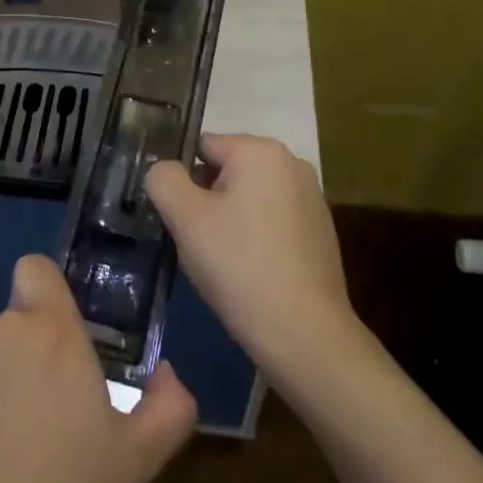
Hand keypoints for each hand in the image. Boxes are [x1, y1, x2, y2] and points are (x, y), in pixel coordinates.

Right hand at [145, 134, 356, 378]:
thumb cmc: (239, 266)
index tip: (178, 219)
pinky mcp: (319, 231)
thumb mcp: (185, 218)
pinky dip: (255, 237)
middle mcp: (291, 163)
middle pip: (225, 171)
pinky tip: (250, 272)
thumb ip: (163, 179)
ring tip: (222, 261)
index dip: (182, 181)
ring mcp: (311, 197)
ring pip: (247, 198)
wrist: (304, 334)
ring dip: (228, 220)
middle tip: (197, 242)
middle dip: (205, 200)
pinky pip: (270, 220)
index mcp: (260, 150)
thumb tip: (164, 171)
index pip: (201, 148)